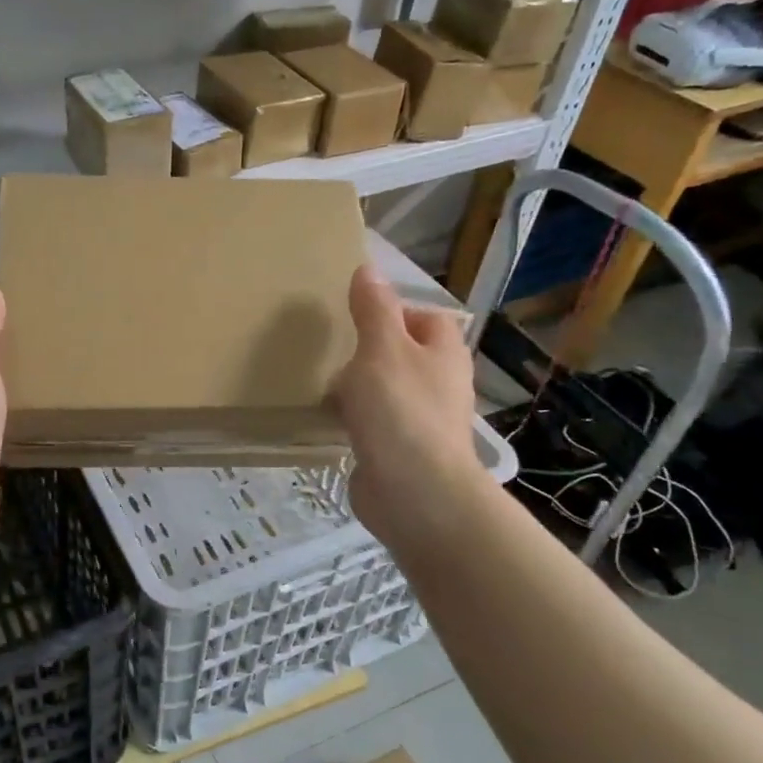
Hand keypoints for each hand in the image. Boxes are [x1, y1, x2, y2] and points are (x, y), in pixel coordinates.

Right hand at [332, 265, 491, 548]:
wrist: (415, 495)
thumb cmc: (401, 411)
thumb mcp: (382, 348)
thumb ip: (373, 309)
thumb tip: (369, 268)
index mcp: (443, 352)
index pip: (423, 316)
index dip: (391, 310)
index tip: (350, 312)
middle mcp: (438, 383)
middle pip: (401, 353)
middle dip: (366, 349)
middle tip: (328, 345)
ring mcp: (420, 420)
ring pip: (384, 389)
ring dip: (356, 386)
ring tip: (320, 380)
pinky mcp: (399, 450)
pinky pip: (371, 423)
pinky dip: (352, 418)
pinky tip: (326, 418)